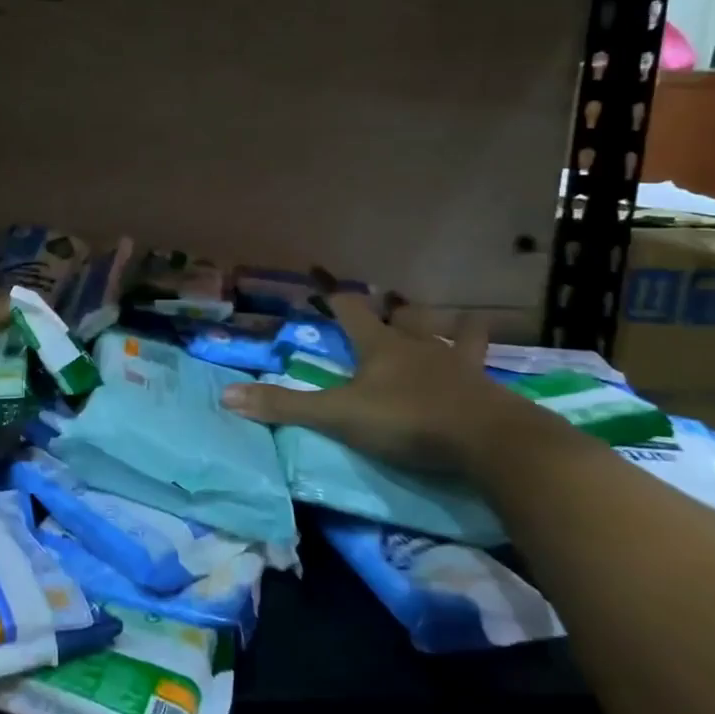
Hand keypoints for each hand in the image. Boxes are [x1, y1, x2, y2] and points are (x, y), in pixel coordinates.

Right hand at [220, 298, 549, 479]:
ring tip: (459, 322)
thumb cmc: (407, 420)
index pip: (350, 309)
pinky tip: (488, 375)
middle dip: (396, 308)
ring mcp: (458, 366)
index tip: (319, 272)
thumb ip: (285, 407)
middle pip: (406, 317)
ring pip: (458, 336)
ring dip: (455, 328)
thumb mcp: (338, 416)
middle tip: (392, 302)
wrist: (488, 441)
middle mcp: (420, 347)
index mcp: (380, 346)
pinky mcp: (487, 391)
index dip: (332, 292)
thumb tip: (226, 396)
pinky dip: (484, 366)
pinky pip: (486, 370)